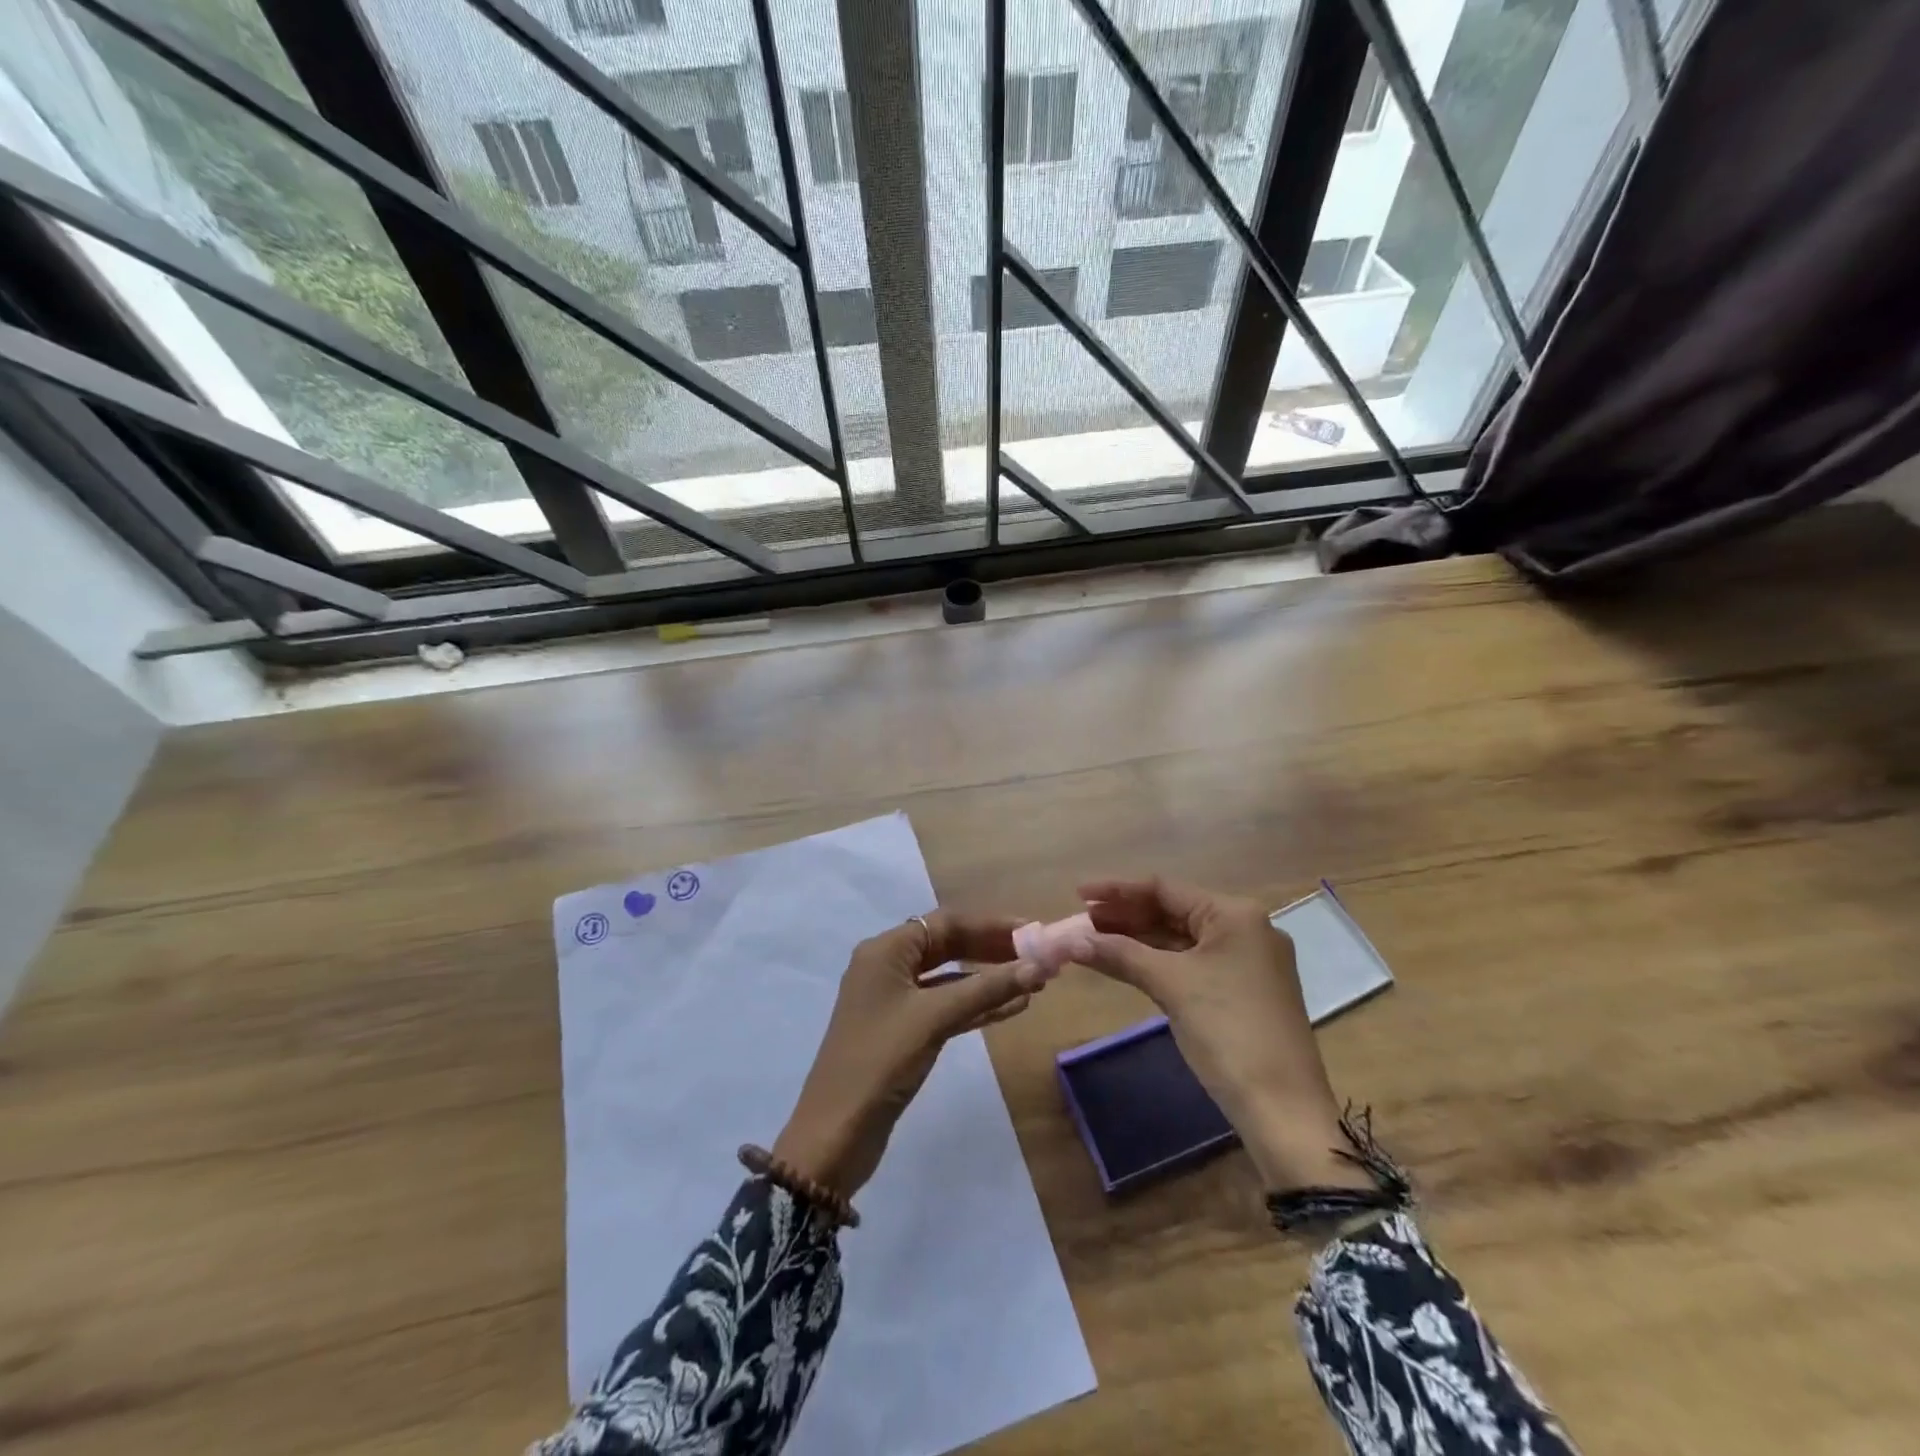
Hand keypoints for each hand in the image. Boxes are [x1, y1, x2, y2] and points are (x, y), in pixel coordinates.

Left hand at [773, 912, 1047, 1200]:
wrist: (836, 1133)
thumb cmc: (881, 1060)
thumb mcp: (934, 1018)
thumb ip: (986, 990)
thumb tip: (1038, 967)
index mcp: (886, 950)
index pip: (946, 922)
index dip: (991, 925)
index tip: (1032, 931)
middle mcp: (888, 966)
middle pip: (948, 945)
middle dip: (993, 950)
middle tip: (1038, 956)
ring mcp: (895, 1000)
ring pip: (950, 977)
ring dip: (989, 979)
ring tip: (1034, 981)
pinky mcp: (903, 1031)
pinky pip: (946, 1006)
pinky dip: (976, 1005)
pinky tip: (1013, 1008)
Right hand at [1079, 877, 1371, 1192]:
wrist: (1283, 1108)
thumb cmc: (1228, 1032)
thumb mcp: (1171, 985)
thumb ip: (1121, 954)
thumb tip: (1074, 940)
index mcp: (1235, 914)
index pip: (1165, 889)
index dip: (1117, 890)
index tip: (1079, 894)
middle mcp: (1245, 928)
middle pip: (1173, 911)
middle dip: (1125, 916)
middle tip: (1081, 921)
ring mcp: (1246, 961)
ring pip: (1181, 939)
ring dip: (1138, 940)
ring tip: (1093, 940)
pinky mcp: (1243, 990)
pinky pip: (1191, 963)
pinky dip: (1157, 962)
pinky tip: (1125, 963)